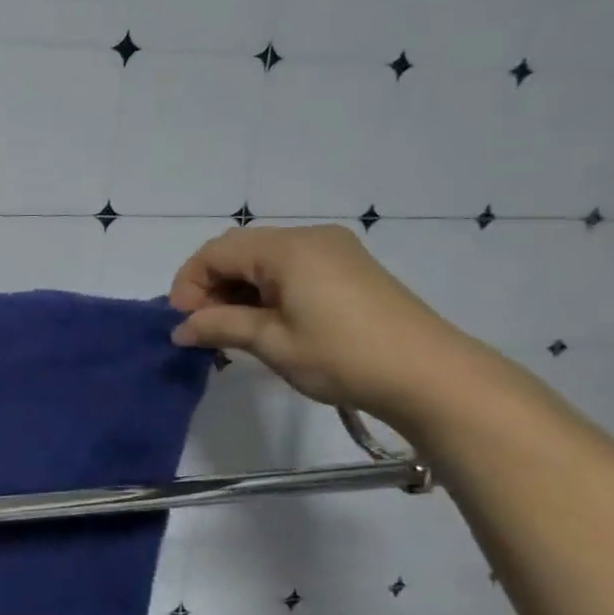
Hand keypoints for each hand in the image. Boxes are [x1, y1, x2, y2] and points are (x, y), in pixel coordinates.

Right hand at [168, 224, 481, 428]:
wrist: (431, 376)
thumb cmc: (342, 356)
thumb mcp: (271, 342)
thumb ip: (219, 327)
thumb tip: (181, 329)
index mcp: (287, 248)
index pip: (215, 252)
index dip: (189, 285)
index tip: (183, 324)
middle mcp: (308, 238)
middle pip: (238, 251)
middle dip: (211, 287)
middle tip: (205, 330)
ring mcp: (333, 251)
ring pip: (263, 260)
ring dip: (237, 291)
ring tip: (233, 332)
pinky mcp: (348, 269)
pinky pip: (289, 269)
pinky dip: (265, 291)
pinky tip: (266, 323)